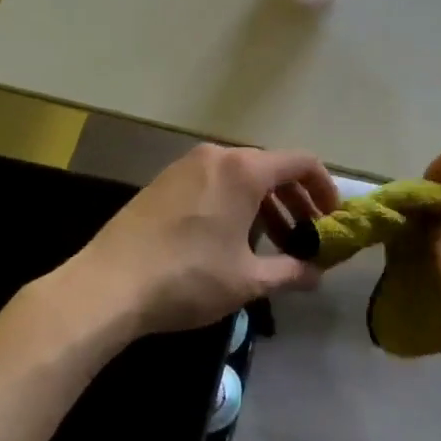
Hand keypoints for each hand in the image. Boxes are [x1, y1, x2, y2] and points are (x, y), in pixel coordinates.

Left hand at [66, 143, 339, 337]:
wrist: (108, 284)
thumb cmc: (187, 277)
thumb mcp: (246, 280)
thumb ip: (289, 273)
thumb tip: (317, 275)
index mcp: (244, 171)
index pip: (301, 162)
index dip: (324, 187)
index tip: (332, 218)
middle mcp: (218, 156)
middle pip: (271, 167)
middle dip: (295, 200)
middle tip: (307, 235)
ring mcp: (187, 165)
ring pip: (241, 175)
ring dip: (265, 203)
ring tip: (273, 242)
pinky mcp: (165, 181)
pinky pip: (214, 181)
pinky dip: (235, 201)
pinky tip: (231, 238)